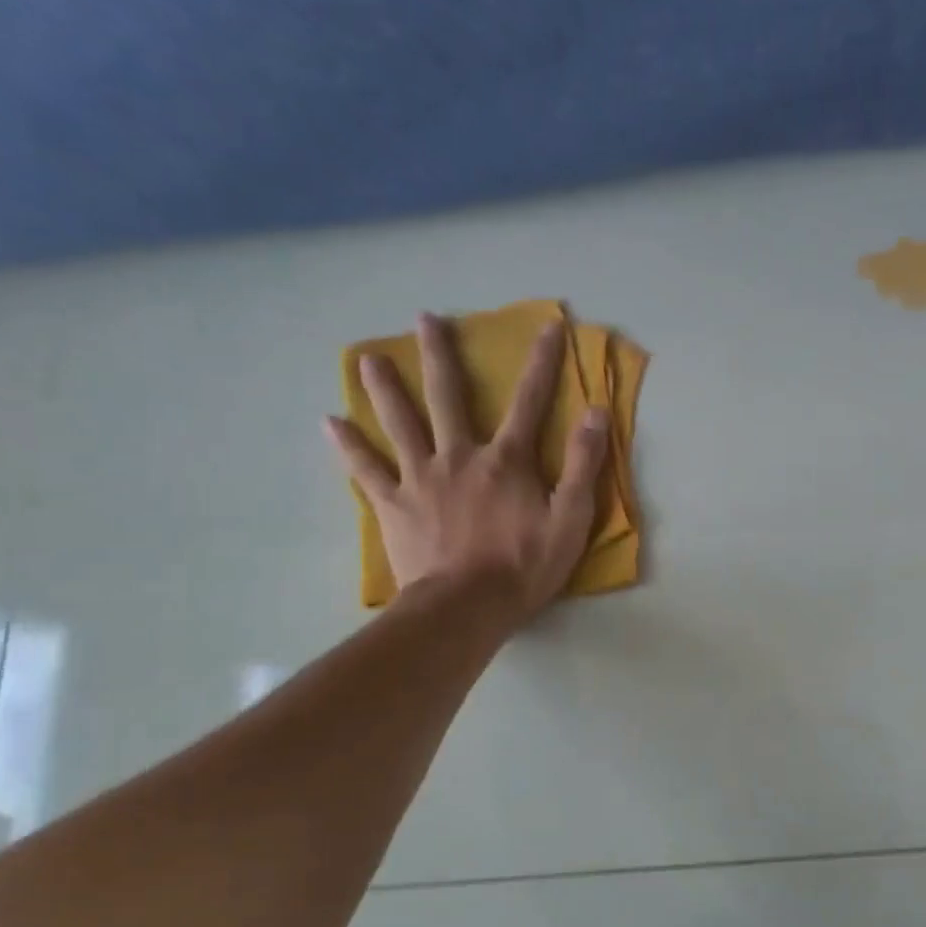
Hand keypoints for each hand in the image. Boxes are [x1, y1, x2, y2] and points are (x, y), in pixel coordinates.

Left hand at [324, 311, 607, 624]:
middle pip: (448, 397)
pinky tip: (330, 424)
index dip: (542, 361)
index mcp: (506, 460)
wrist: (466, 607)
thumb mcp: (571, 518)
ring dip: (384, 388)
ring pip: (400, 423)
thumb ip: (582, 464)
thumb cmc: (524, 566)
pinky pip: (366, 470)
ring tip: (367, 359)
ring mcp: (421, 478)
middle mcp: (460, 456)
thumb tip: (596, 412)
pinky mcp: (393, 505)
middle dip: (440, 356)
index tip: (548, 324)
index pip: (529, 400)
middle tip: (424, 319)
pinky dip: (348, 447)